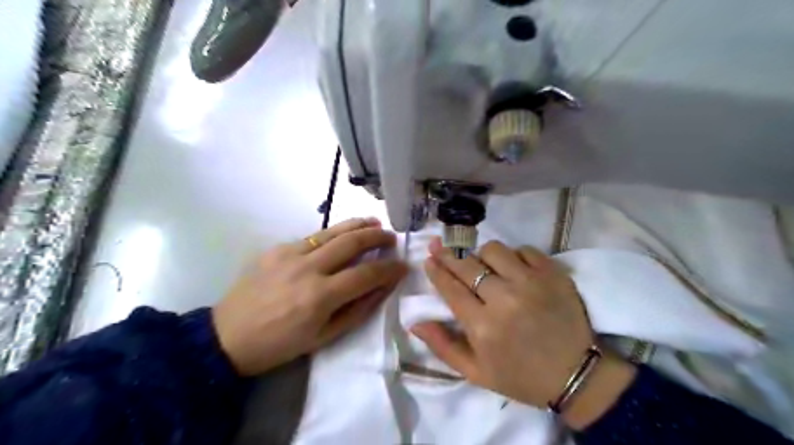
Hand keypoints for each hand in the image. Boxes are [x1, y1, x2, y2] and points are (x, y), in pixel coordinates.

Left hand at [212, 218, 406, 374]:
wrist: (227, 336)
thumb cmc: (280, 344)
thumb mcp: (324, 337)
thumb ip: (358, 310)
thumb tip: (383, 287)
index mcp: (320, 297)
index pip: (366, 274)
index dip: (390, 268)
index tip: (403, 265)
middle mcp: (307, 268)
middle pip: (352, 242)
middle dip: (377, 237)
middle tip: (392, 237)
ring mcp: (290, 253)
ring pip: (333, 231)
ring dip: (358, 225)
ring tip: (374, 223)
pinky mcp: (277, 248)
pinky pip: (313, 237)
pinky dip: (333, 234)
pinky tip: (341, 237)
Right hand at [413, 239, 637, 428]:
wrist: (575, 375)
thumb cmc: (520, 376)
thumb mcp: (475, 372)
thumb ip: (442, 346)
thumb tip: (415, 323)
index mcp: (482, 326)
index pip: (450, 288)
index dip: (436, 270)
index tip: (429, 259)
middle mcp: (504, 299)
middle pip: (467, 265)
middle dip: (448, 255)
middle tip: (439, 246)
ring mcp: (531, 283)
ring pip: (494, 250)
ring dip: (482, 255)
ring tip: (482, 265)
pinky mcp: (554, 274)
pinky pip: (525, 249)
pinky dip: (514, 255)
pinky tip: (513, 267)